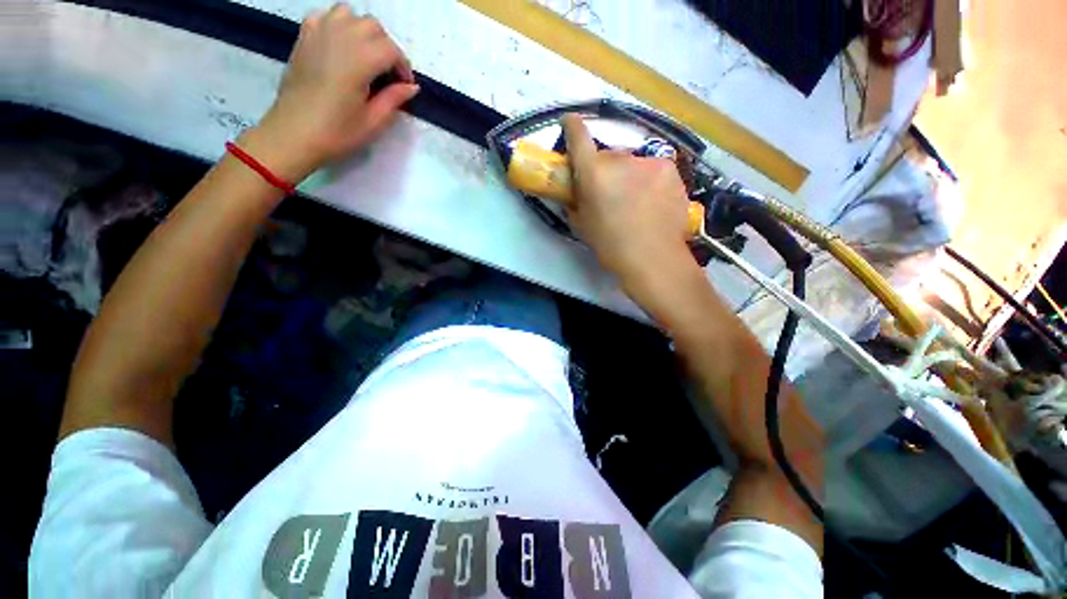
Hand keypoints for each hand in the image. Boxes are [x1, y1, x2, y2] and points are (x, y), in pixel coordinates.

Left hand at [242, 4, 418, 180]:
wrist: (293, 134)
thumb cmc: (337, 132)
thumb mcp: (373, 122)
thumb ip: (394, 99)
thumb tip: (411, 87)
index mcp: (360, 60)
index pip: (391, 50)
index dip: (403, 67)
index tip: (405, 86)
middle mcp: (340, 38)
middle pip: (373, 27)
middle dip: (386, 47)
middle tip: (388, 74)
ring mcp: (318, 34)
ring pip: (349, 14)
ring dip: (363, 31)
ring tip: (365, 56)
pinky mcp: (304, 38)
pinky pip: (324, 16)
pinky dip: (338, 25)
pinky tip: (341, 46)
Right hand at [562, 114, 696, 294]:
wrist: (653, 258)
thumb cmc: (610, 246)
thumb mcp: (582, 226)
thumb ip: (574, 202)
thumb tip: (573, 191)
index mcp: (594, 174)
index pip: (578, 138)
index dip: (572, 127)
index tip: (570, 122)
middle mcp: (621, 160)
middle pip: (609, 155)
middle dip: (605, 169)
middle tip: (609, 192)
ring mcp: (649, 162)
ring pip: (632, 163)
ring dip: (629, 175)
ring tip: (635, 202)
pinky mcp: (670, 169)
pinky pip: (652, 170)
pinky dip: (648, 181)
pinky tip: (652, 202)